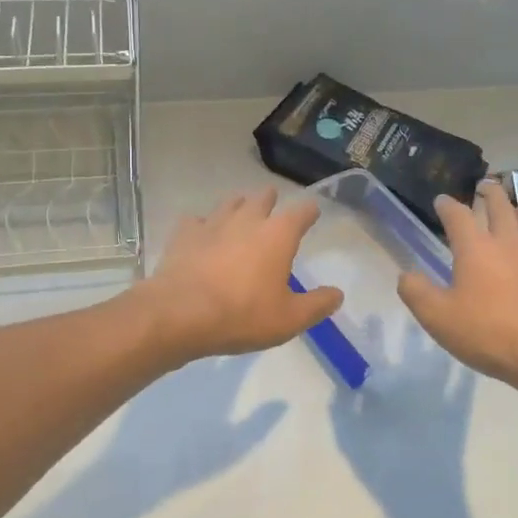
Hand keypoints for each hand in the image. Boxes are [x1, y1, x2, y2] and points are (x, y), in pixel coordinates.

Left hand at [138, 188, 341, 364]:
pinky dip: (202, 225)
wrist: (180, 314)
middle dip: (270, 200)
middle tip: (273, 206)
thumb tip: (337, 294)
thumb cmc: (242, 315)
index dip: (310, 212)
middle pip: (262, 198)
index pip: (302, 212)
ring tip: (240, 213)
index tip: (313, 213)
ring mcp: (212, 223)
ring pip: (229, 203)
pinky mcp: (184, 234)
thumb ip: (317, 305)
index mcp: (278, 234)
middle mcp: (247, 219)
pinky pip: (196, 221)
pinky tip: (201, 235)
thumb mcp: (289, 319)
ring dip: (238, 206)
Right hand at [397, 178, 517, 399]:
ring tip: (514, 210)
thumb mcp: (437, 318)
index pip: (457, 213)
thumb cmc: (489, 334)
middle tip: (483, 187)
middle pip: (499, 204)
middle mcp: (509, 240)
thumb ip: (416, 292)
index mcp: (475, 247)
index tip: (441, 201)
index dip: (447, 204)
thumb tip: (406, 275)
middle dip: (488, 192)